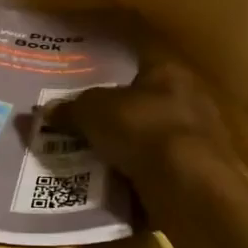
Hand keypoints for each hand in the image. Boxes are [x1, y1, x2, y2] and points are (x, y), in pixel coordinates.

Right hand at [60, 55, 233, 177]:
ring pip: (152, 140)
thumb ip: (71, 108)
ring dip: (128, 151)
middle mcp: (190, 99)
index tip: (87, 81)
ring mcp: (198, 139)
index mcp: (169, 72)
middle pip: (145, 103)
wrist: (188, 185)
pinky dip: (138, 179)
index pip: (138, 61)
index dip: (111, 69)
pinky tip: (113, 187)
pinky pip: (159, 172)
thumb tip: (49, 110)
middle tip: (84, 127)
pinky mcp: (199, 175)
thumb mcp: (93, 112)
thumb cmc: (142, 129)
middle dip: (117, 117)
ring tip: (93, 161)